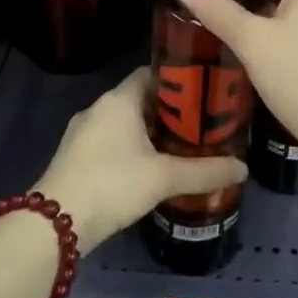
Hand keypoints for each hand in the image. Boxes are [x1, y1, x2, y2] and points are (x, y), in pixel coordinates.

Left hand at [33, 66, 246, 254]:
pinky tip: (149, 169)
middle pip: (141, 98)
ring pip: (125, 122)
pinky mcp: (75, 156)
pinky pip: (111, 141)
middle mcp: (99, 107)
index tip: (205, 92)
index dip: (180, 80)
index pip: (153, 73)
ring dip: (150, 132)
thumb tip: (244, 168)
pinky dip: (131, 148)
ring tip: (181, 147)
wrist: (54, 225)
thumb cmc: (112, 184)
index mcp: (120, 99)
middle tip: (201, 124)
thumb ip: (205, 171)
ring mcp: (83, 132)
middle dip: (170, 111)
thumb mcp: (163, 177)